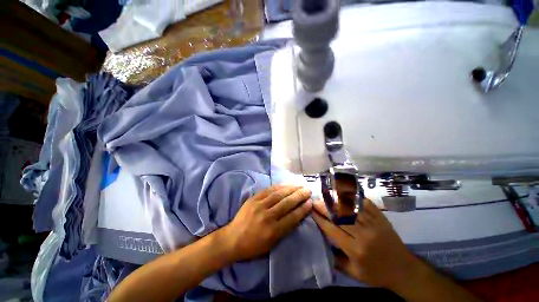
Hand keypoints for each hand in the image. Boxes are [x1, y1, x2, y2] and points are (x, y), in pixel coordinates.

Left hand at [223, 185, 312, 261]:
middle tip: (308, 189)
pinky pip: (268, 190)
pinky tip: (286, 184)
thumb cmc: (253, 246)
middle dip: (299, 195)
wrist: (232, 239)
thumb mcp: (271, 244)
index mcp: (273, 231)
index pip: (292, 217)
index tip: (310, 202)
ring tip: (299, 185)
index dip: (302, 209)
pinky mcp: (253, 199)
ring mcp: (259, 205)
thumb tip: (296, 215)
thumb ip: (285, 229)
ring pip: (278, 194)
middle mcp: (267, 216)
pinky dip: (279, 186)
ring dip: (291, 188)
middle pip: (287, 203)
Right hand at [312, 198, 420, 290]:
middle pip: (339, 216)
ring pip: (350, 208)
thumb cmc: (377, 274)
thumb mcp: (354, 274)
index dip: (320, 219)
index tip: (311, 211)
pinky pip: (365, 204)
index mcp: (356, 249)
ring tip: (325, 196)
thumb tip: (322, 245)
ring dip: (335, 201)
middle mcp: (363, 234)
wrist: (404, 270)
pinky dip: (353, 198)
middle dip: (325, 207)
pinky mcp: (381, 218)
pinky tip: (344, 194)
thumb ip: (336, 260)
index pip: (333, 230)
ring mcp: (374, 224)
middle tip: (315, 201)